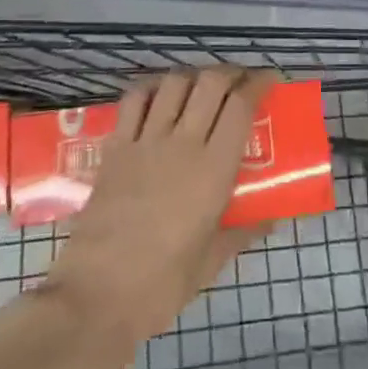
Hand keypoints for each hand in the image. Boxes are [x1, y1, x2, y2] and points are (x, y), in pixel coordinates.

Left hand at [41, 67, 276, 349]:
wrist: (97, 296)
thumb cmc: (162, 284)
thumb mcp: (212, 262)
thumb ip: (243, 233)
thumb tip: (270, 219)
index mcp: (213, 169)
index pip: (241, 106)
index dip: (258, 84)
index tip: (269, 79)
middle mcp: (182, 143)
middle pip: (209, 83)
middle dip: (229, 72)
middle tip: (239, 81)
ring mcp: (145, 142)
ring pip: (173, 84)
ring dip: (192, 76)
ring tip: (200, 86)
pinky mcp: (114, 149)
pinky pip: (133, 101)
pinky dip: (150, 88)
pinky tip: (158, 95)